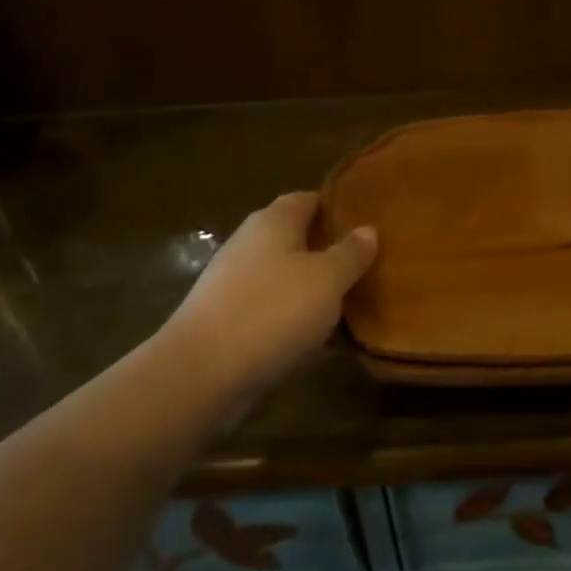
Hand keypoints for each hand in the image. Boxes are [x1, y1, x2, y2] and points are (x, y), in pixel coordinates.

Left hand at [166, 192, 377, 401]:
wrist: (203, 371)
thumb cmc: (273, 310)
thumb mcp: (328, 279)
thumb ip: (351, 253)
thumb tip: (368, 229)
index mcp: (273, 221)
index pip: (309, 199)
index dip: (338, 207)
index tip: (368, 221)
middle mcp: (250, 243)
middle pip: (296, 237)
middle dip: (329, 249)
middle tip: (368, 264)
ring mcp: (235, 281)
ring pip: (285, 275)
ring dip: (314, 287)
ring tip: (352, 302)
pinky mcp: (228, 318)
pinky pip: (272, 308)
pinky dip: (296, 317)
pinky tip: (320, 338)